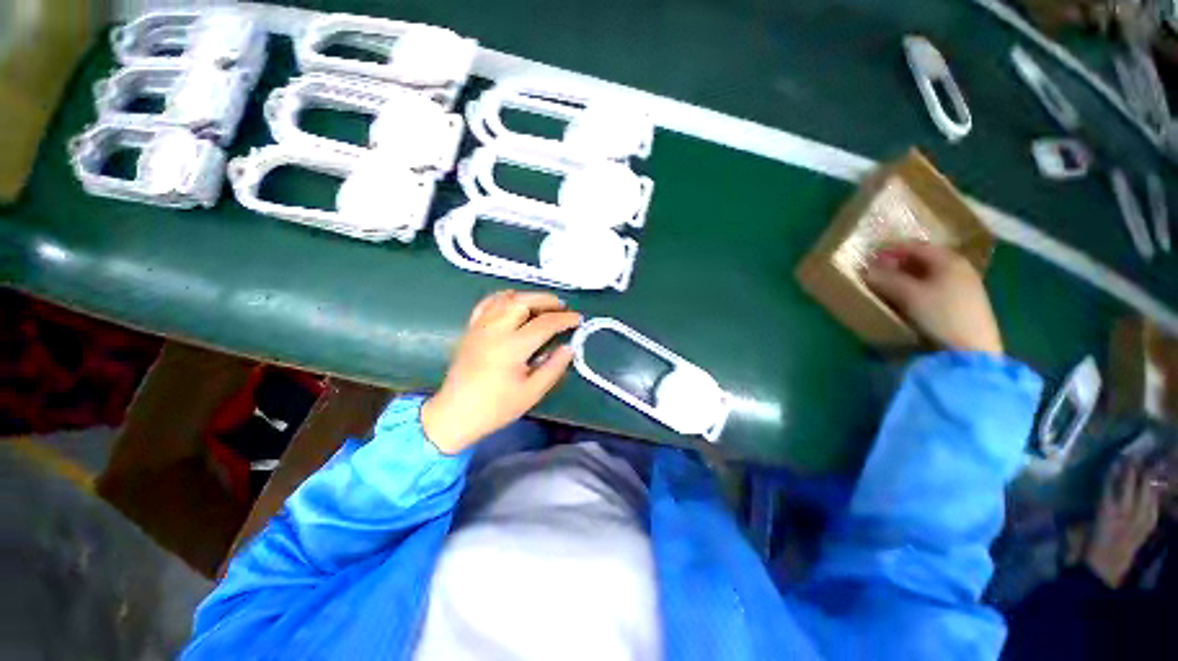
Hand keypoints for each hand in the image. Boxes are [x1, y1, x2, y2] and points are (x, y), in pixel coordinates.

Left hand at [421, 291, 580, 454]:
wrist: (455, 414)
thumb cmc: (495, 407)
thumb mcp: (532, 393)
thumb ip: (553, 368)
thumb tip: (569, 347)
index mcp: (512, 347)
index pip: (544, 324)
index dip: (564, 319)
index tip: (578, 319)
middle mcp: (495, 330)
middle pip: (523, 302)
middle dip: (546, 300)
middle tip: (562, 307)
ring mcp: (480, 327)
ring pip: (505, 299)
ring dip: (528, 297)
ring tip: (543, 304)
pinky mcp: (471, 329)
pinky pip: (487, 303)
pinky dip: (504, 297)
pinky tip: (514, 301)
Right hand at [864, 241, 1002, 354]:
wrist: (971, 350)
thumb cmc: (940, 314)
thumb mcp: (908, 295)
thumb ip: (886, 279)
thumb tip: (866, 271)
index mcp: (949, 260)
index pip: (915, 246)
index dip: (891, 250)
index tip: (870, 257)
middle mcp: (960, 268)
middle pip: (924, 259)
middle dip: (899, 263)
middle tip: (877, 271)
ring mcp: (965, 286)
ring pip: (930, 274)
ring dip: (908, 277)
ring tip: (889, 286)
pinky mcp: (965, 304)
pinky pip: (936, 286)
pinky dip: (919, 287)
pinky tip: (909, 298)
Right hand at [1084, 458, 1162, 587]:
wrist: (1096, 581)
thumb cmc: (1079, 554)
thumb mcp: (1073, 533)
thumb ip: (1078, 515)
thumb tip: (1075, 497)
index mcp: (1104, 514)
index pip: (1110, 486)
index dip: (1114, 471)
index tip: (1115, 457)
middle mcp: (1124, 517)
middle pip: (1132, 490)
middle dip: (1134, 474)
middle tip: (1133, 457)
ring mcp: (1136, 527)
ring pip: (1146, 500)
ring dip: (1146, 485)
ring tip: (1146, 471)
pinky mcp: (1142, 536)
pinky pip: (1152, 516)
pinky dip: (1153, 504)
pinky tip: (1153, 497)